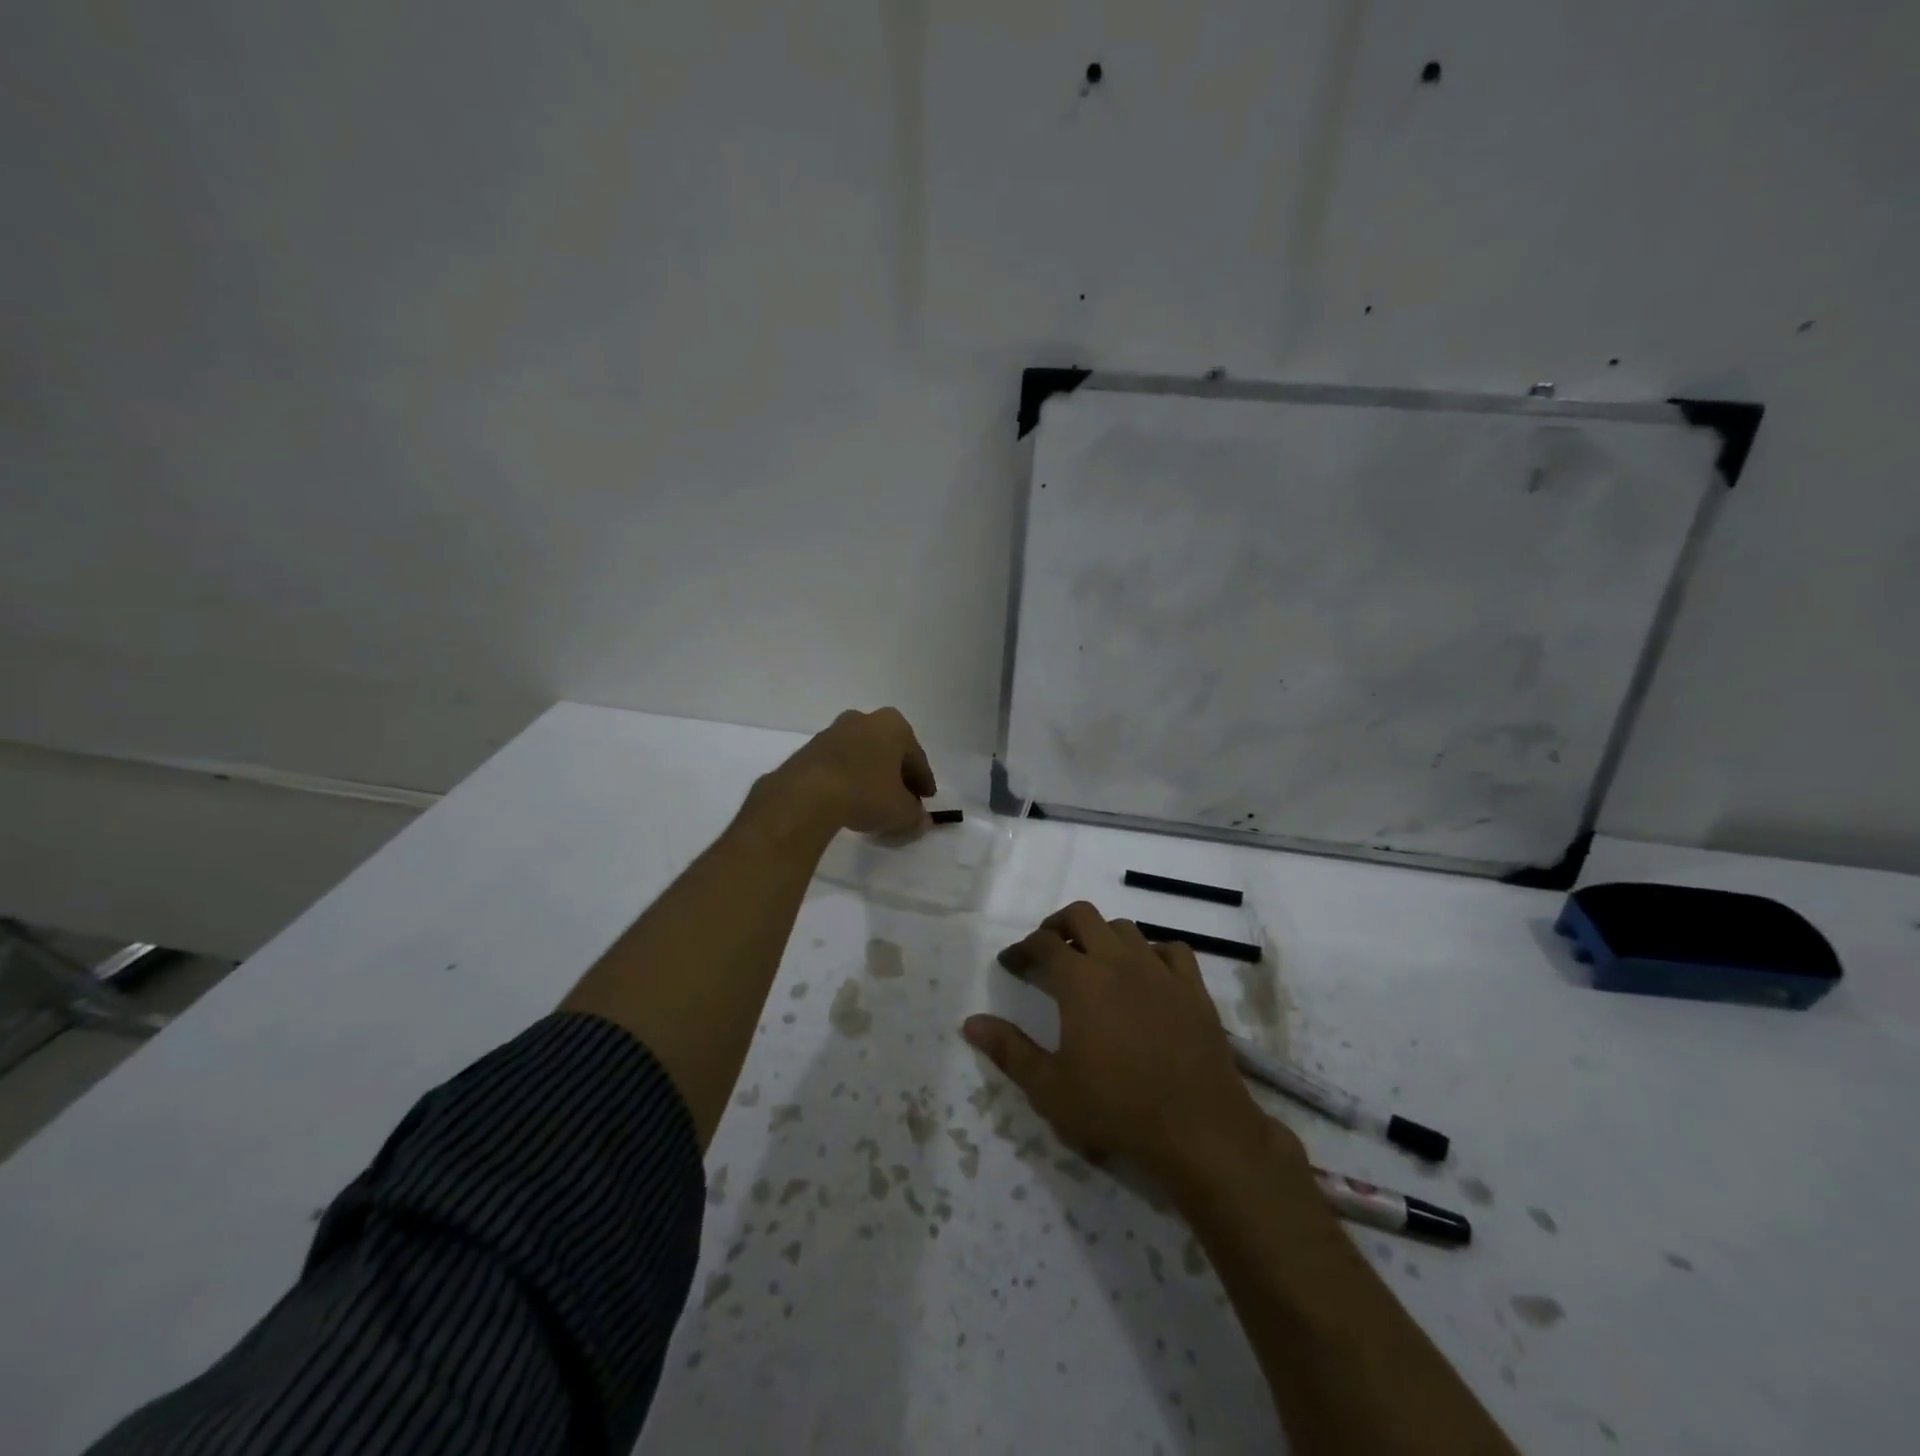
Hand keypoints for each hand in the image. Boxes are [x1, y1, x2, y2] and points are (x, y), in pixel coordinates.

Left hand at [761, 707, 935, 837]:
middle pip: (888, 751)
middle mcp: (864, 719)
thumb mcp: (900, 812)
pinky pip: (839, 764)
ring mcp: (834, 731)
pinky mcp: (810, 748)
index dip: (923, 782)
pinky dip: (847, 779)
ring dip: (870, 775)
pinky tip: (847, 801)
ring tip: (872, 803)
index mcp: (893, 726)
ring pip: (862, 755)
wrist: (807, 794)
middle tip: (901, 800)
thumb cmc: (865, 793)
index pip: (916, 757)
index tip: (925, 800)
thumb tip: (921, 820)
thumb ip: (915, 816)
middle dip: (896, 775)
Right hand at [964, 903, 1302, 1188]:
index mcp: (1079, 980)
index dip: (1020, 949)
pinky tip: (1147, 973)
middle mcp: (1117, 961)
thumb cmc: (1116, 1107)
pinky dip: (1152, 952)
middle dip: (1057, 924)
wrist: (1198, 1127)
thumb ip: (1008, 1050)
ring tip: (1093, 961)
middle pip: (1082, 916)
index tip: (1010, 964)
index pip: (1042, 944)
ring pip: (1125, 928)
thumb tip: (970, 1022)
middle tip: (1047, 949)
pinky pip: (1172, 950)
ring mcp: (1159, 970)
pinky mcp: (1193, 987)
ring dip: (1102, 936)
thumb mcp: (1050, 1088)